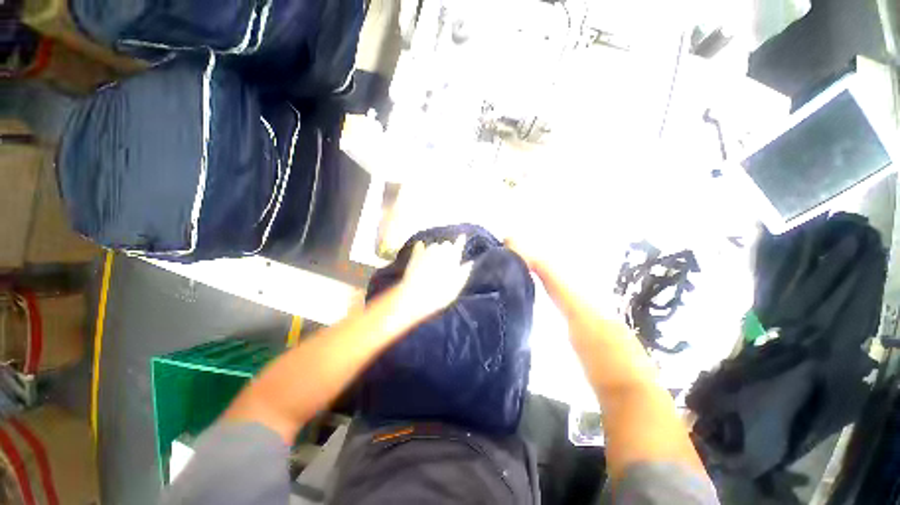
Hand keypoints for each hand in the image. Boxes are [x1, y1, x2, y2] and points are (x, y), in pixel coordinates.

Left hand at [396, 236, 472, 319]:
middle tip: (447, 258)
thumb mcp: (457, 286)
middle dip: (447, 249)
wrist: (417, 295)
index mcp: (453, 257)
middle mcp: (441, 250)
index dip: (461, 240)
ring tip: (435, 258)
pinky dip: (421, 247)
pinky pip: (419, 246)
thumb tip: (470, 263)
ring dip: (436, 249)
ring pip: (434, 245)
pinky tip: (421, 248)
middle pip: (446, 244)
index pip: (459, 245)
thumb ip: (464, 272)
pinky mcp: (415, 255)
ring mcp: (427, 251)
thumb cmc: (441, 293)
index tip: (462, 236)